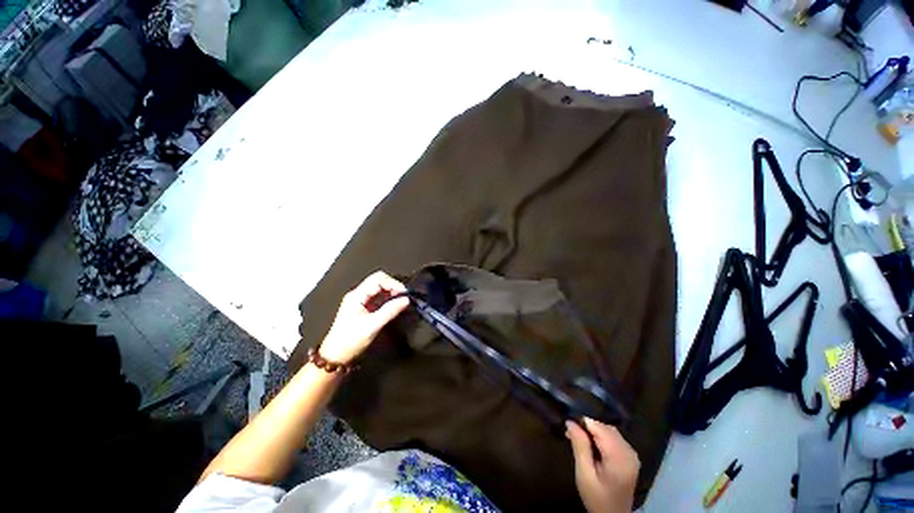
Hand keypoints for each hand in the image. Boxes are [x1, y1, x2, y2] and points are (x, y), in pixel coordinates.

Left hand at [319, 271, 409, 363]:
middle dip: (393, 286)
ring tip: (401, 302)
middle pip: (379, 280)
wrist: (335, 356)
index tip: (405, 294)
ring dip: (391, 292)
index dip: (393, 283)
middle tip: (404, 297)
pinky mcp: (363, 307)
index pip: (378, 279)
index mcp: (357, 295)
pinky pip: (378, 297)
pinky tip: (394, 306)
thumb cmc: (351, 341)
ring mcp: (360, 300)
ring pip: (379, 288)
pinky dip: (388, 299)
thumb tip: (407, 299)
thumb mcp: (373, 326)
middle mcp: (358, 294)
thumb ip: (390, 311)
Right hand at [566, 418, 639, 512]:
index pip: (599, 427)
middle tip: (570, 433)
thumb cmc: (597, 498)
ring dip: (593, 432)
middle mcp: (629, 451)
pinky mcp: (630, 457)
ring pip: (609, 431)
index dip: (583, 423)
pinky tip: (590, 445)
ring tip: (577, 439)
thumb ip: (579, 446)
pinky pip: (613, 438)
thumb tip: (570, 422)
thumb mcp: (584, 474)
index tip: (568, 427)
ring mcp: (631, 454)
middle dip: (587, 427)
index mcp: (619, 456)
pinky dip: (600, 437)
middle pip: (605, 428)